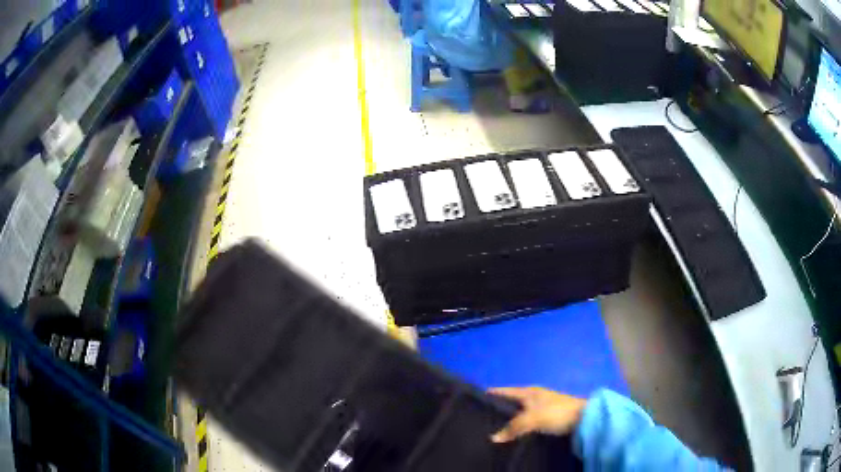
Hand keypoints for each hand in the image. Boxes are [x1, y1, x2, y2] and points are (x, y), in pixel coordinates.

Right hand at [489, 387, 586, 442]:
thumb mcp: (532, 419)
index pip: (506, 391)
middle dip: (499, 408)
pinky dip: (519, 425)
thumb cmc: (556, 413)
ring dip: (509, 419)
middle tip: (482, 418)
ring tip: (494, 428)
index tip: (477, 397)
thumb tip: (493, 438)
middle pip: (512, 401)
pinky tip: (514, 433)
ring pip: (520, 411)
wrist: (583, 418)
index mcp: (529, 392)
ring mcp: (542, 406)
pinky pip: (527, 420)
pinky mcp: (548, 417)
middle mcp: (534, 396)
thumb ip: (513, 427)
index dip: (493, 393)